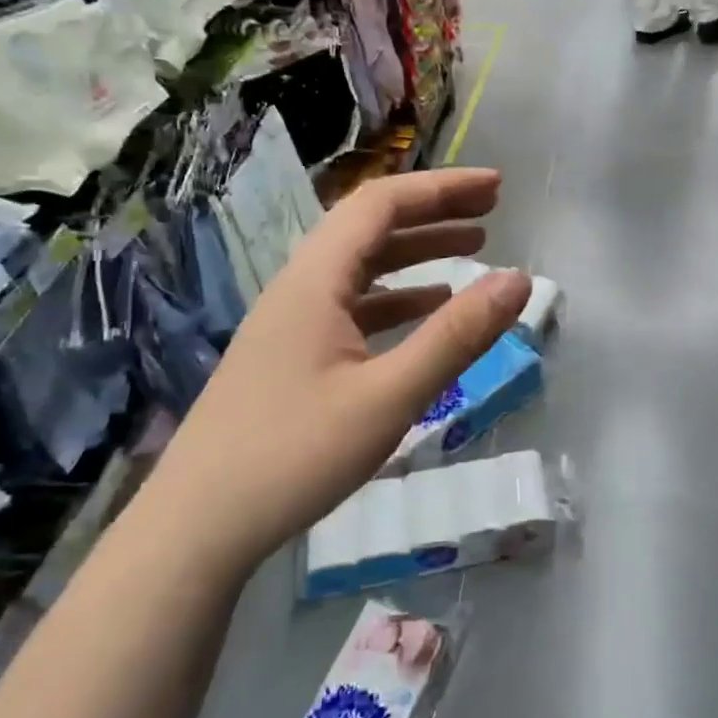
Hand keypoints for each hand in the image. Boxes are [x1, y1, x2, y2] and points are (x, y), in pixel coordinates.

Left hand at [144, 169, 530, 570]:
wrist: (197, 528)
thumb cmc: (294, 456)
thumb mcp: (389, 396)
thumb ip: (457, 336)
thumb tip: (520, 279)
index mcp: (315, 281)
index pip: (381, 204)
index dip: (442, 188)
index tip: (497, 188)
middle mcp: (300, 288)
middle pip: (371, 229)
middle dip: (434, 213)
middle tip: (492, 213)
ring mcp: (292, 324)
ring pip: (362, 268)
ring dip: (418, 253)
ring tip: (472, 249)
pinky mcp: (291, 357)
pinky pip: (353, 307)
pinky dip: (397, 297)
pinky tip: (427, 310)